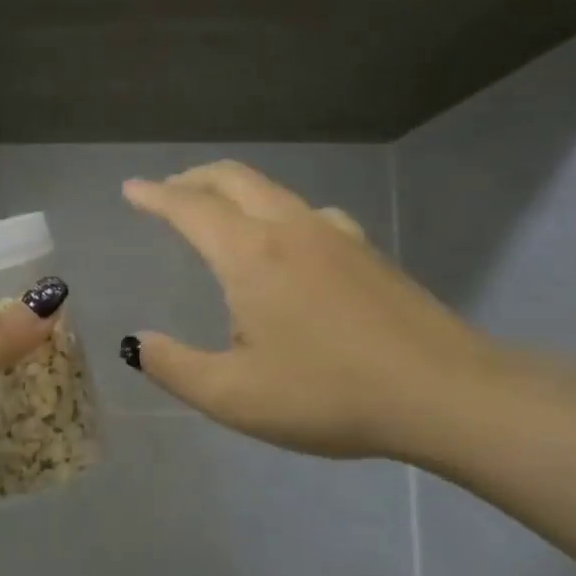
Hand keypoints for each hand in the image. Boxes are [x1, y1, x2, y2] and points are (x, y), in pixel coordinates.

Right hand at [122, 161, 495, 460]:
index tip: (131, 190)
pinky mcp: (366, 252)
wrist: (444, 392)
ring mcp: (335, 235)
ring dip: (233, 191)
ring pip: (272, 191)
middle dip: (193, 179)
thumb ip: (174, 366)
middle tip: (167, 192)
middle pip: (233, 179)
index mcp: (250, 255)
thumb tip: (136, 342)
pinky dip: (275, 211)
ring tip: (217, 213)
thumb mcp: (233, 396)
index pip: (191, 208)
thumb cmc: (328, 394)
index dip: (155, 196)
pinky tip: (286, 243)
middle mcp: (290, 229)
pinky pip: (307, 212)